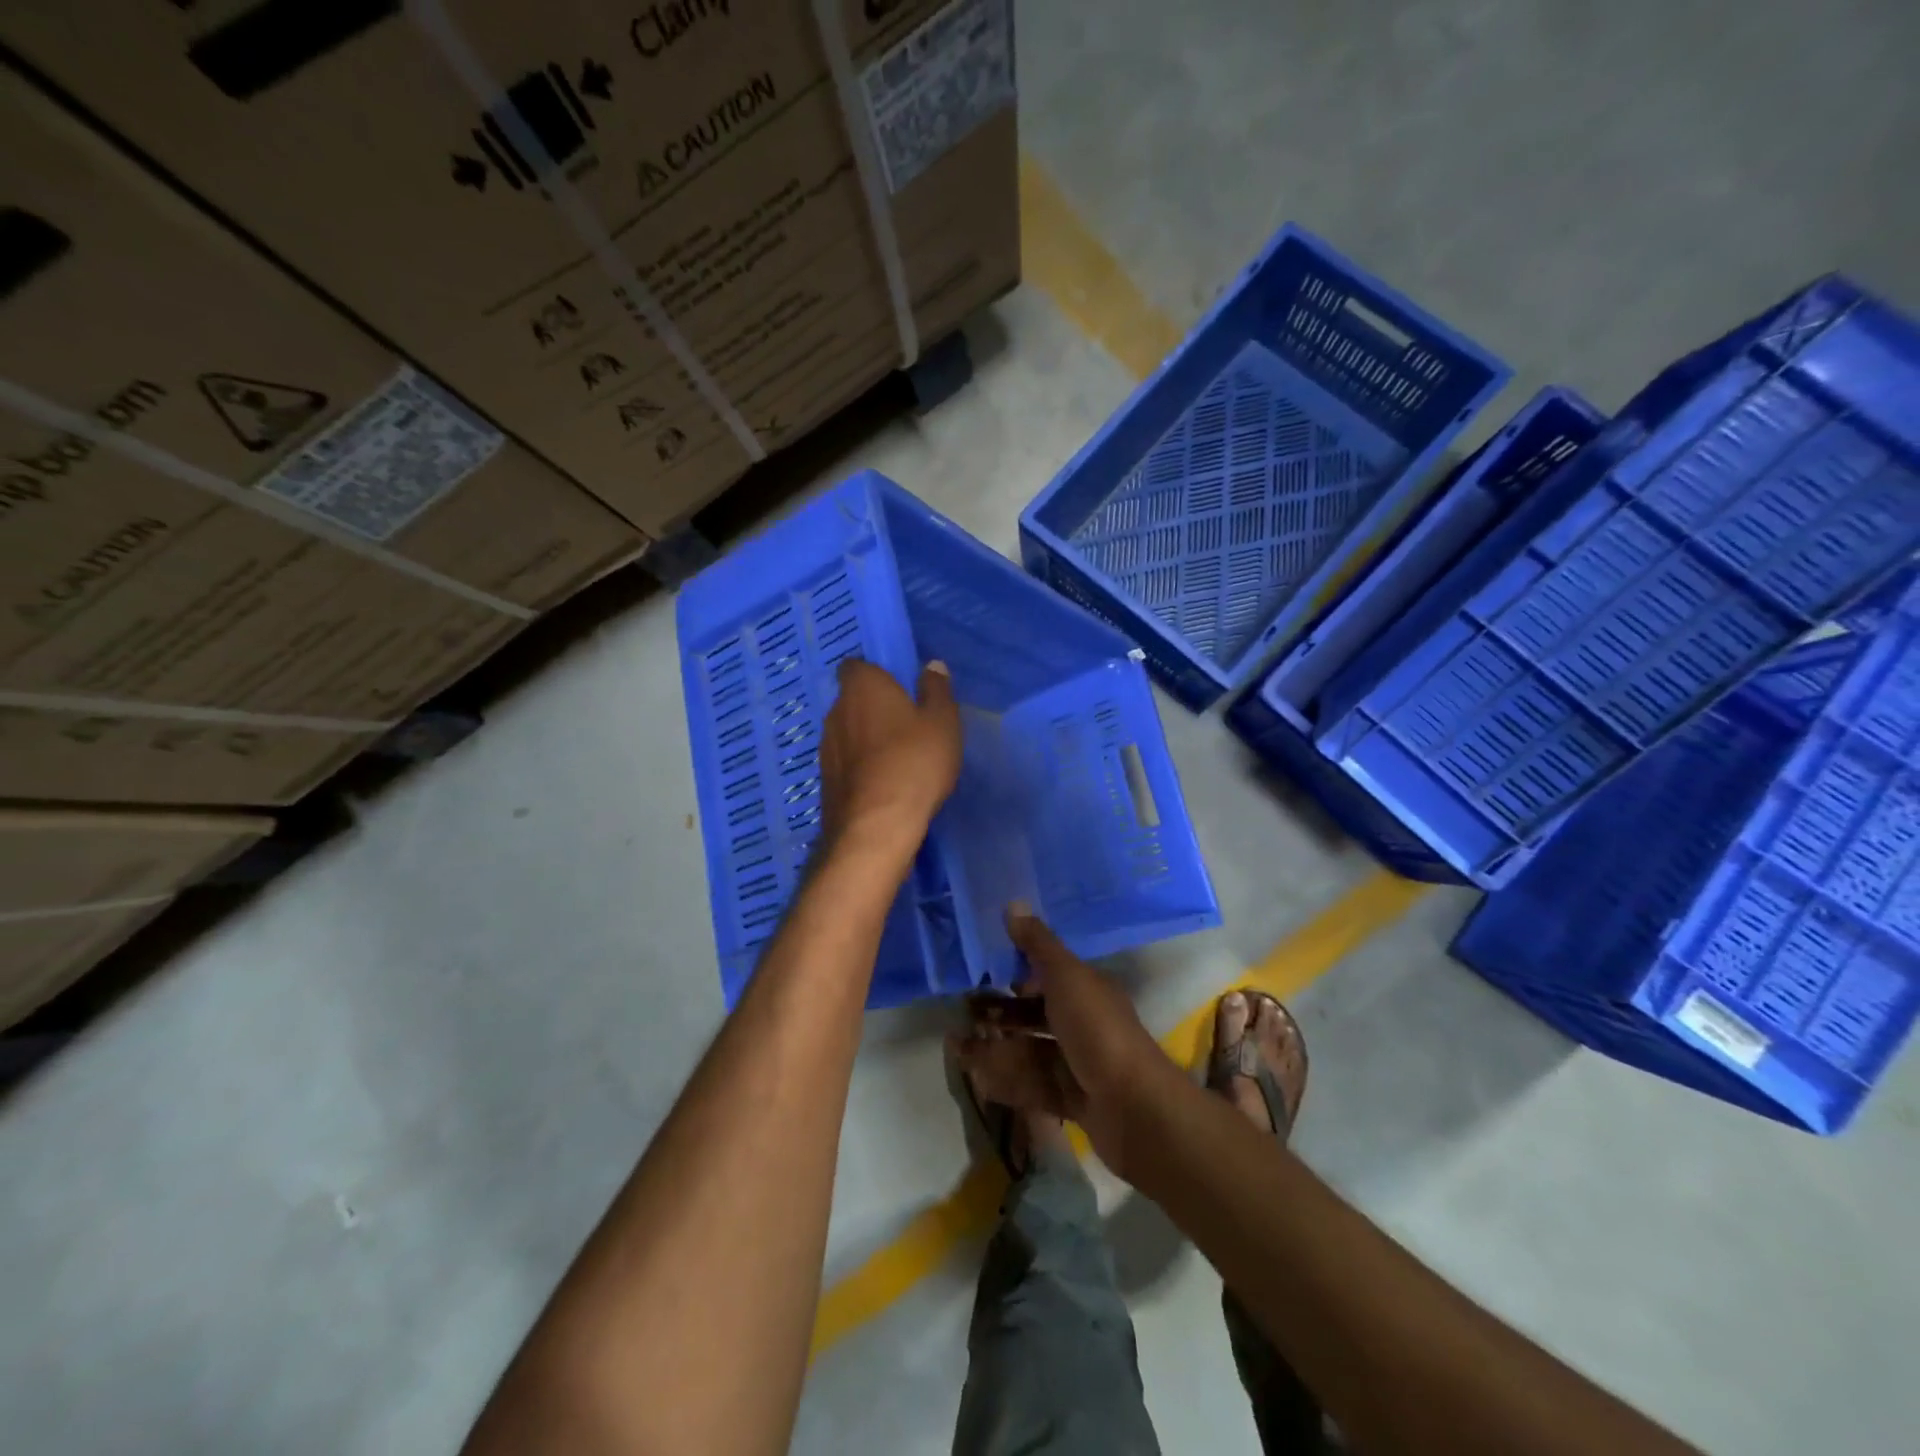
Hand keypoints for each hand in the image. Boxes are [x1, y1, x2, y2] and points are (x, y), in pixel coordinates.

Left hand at [818, 659, 962, 856]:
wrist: (876, 825)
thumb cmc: (914, 762)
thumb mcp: (942, 722)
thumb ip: (937, 690)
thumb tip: (932, 665)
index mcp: (862, 687)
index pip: (856, 666)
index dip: (875, 674)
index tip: (897, 688)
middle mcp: (835, 711)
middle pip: (852, 700)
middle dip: (873, 708)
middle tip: (904, 724)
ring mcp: (825, 747)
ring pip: (847, 733)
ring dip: (866, 739)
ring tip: (896, 757)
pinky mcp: (825, 780)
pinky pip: (845, 763)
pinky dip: (860, 766)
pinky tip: (883, 783)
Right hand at [954, 908, 1178, 1179]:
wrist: (1133, 1108)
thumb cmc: (1097, 1030)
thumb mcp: (1066, 977)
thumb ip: (1038, 945)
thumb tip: (1013, 903)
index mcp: (1088, 991)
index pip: (1049, 975)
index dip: (1017, 973)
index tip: (982, 973)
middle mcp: (1084, 1024)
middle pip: (1035, 1015)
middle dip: (999, 1013)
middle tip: (962, 1013)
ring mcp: (1079, 1064)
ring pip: (1030, 1050)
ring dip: (995, 1046)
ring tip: (957, 1045)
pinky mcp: (1071, 1100)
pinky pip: (1032, 1085)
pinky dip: (1005, 1080)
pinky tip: (977, 1077)